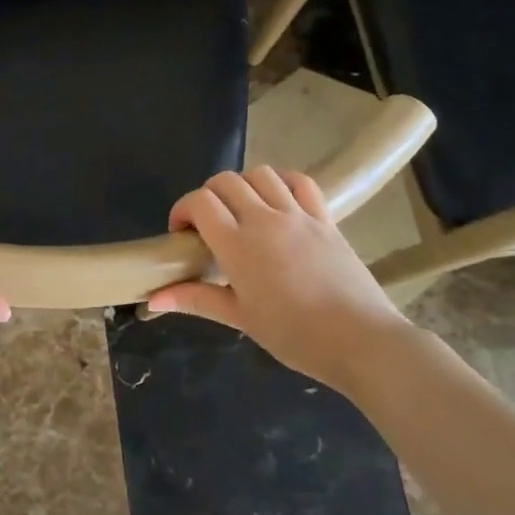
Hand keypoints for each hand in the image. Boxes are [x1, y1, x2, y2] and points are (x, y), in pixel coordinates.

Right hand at [147, 167, 415, 391]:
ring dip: (243, 185)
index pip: (200, 202)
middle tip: (208, 225)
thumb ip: (196, 299)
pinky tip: (277, 200)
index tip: (182, 234)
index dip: (183, 209)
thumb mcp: (240, 318)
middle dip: (208, 195)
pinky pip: (300, 182)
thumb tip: (153, 300)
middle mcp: (264, 219)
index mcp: (238, 244)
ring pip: (261, 174)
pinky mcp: (325, 218)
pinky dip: (282, 181)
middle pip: (226, 181)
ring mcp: (298, 215)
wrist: (361, 340)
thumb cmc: (294, 335)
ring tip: (241, 211)